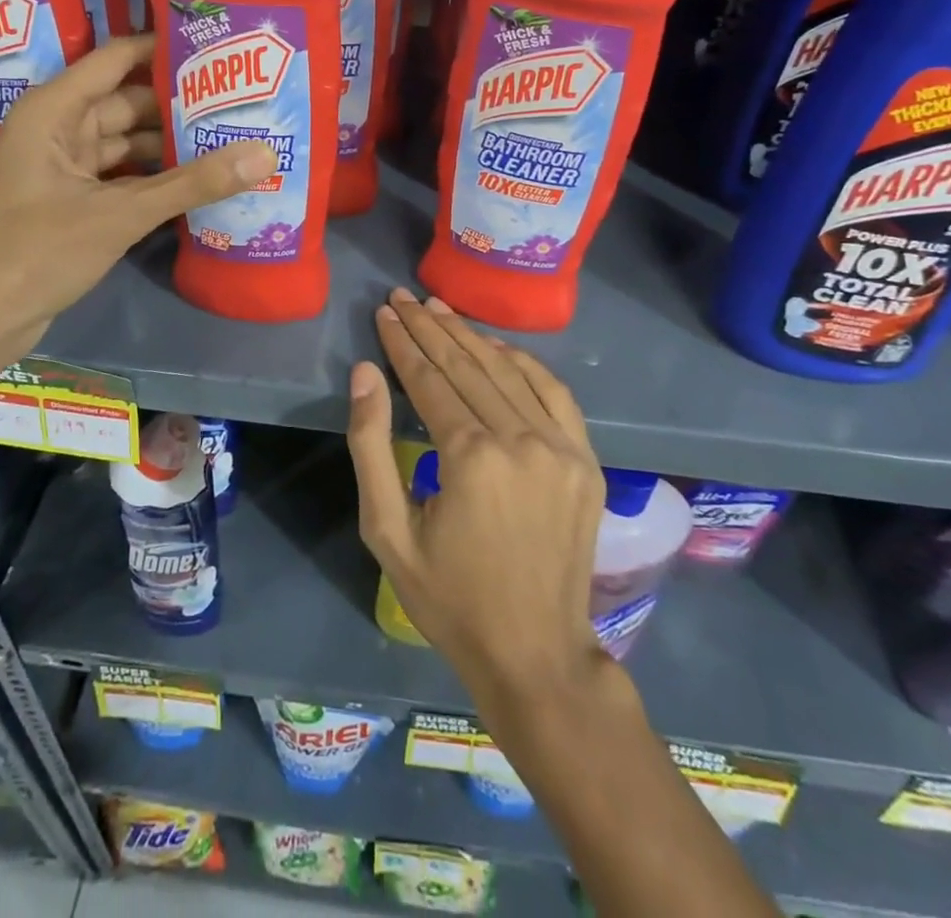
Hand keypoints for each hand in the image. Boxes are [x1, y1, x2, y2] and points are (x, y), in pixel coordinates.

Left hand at [0, 35, 275, 361]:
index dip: (164, 49)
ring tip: (233, 135)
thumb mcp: (119, 214)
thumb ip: (192, 184)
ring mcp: (67, 168)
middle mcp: (59, 129)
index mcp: (54, 110)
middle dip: (180, 102)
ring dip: (173, 144)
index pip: (117, 58)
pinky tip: (202, 180)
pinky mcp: (75, 202)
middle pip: (129, 101)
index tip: (219, 47)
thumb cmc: (35, 252)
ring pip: (129, 143)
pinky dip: (158, 178)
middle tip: (242, 98)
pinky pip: (125, 176)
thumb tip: (265, 154)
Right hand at [347, 288, 609, 705]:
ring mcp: (561, 447)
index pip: (428, 379)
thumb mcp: (387, 531)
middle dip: (429, 328)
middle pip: (466, 366)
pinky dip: (522, 362)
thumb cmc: (450, 598)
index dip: (402, 343)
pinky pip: (553, 392)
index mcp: (470, 457)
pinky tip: (496, 346)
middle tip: (403, 297)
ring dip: (470, 336)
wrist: (535, 653)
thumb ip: (371, 446)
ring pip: (507, 371)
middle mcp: (520, 439)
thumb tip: (364, 374)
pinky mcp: (586, 459)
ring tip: (439, 309)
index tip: (384, 313)